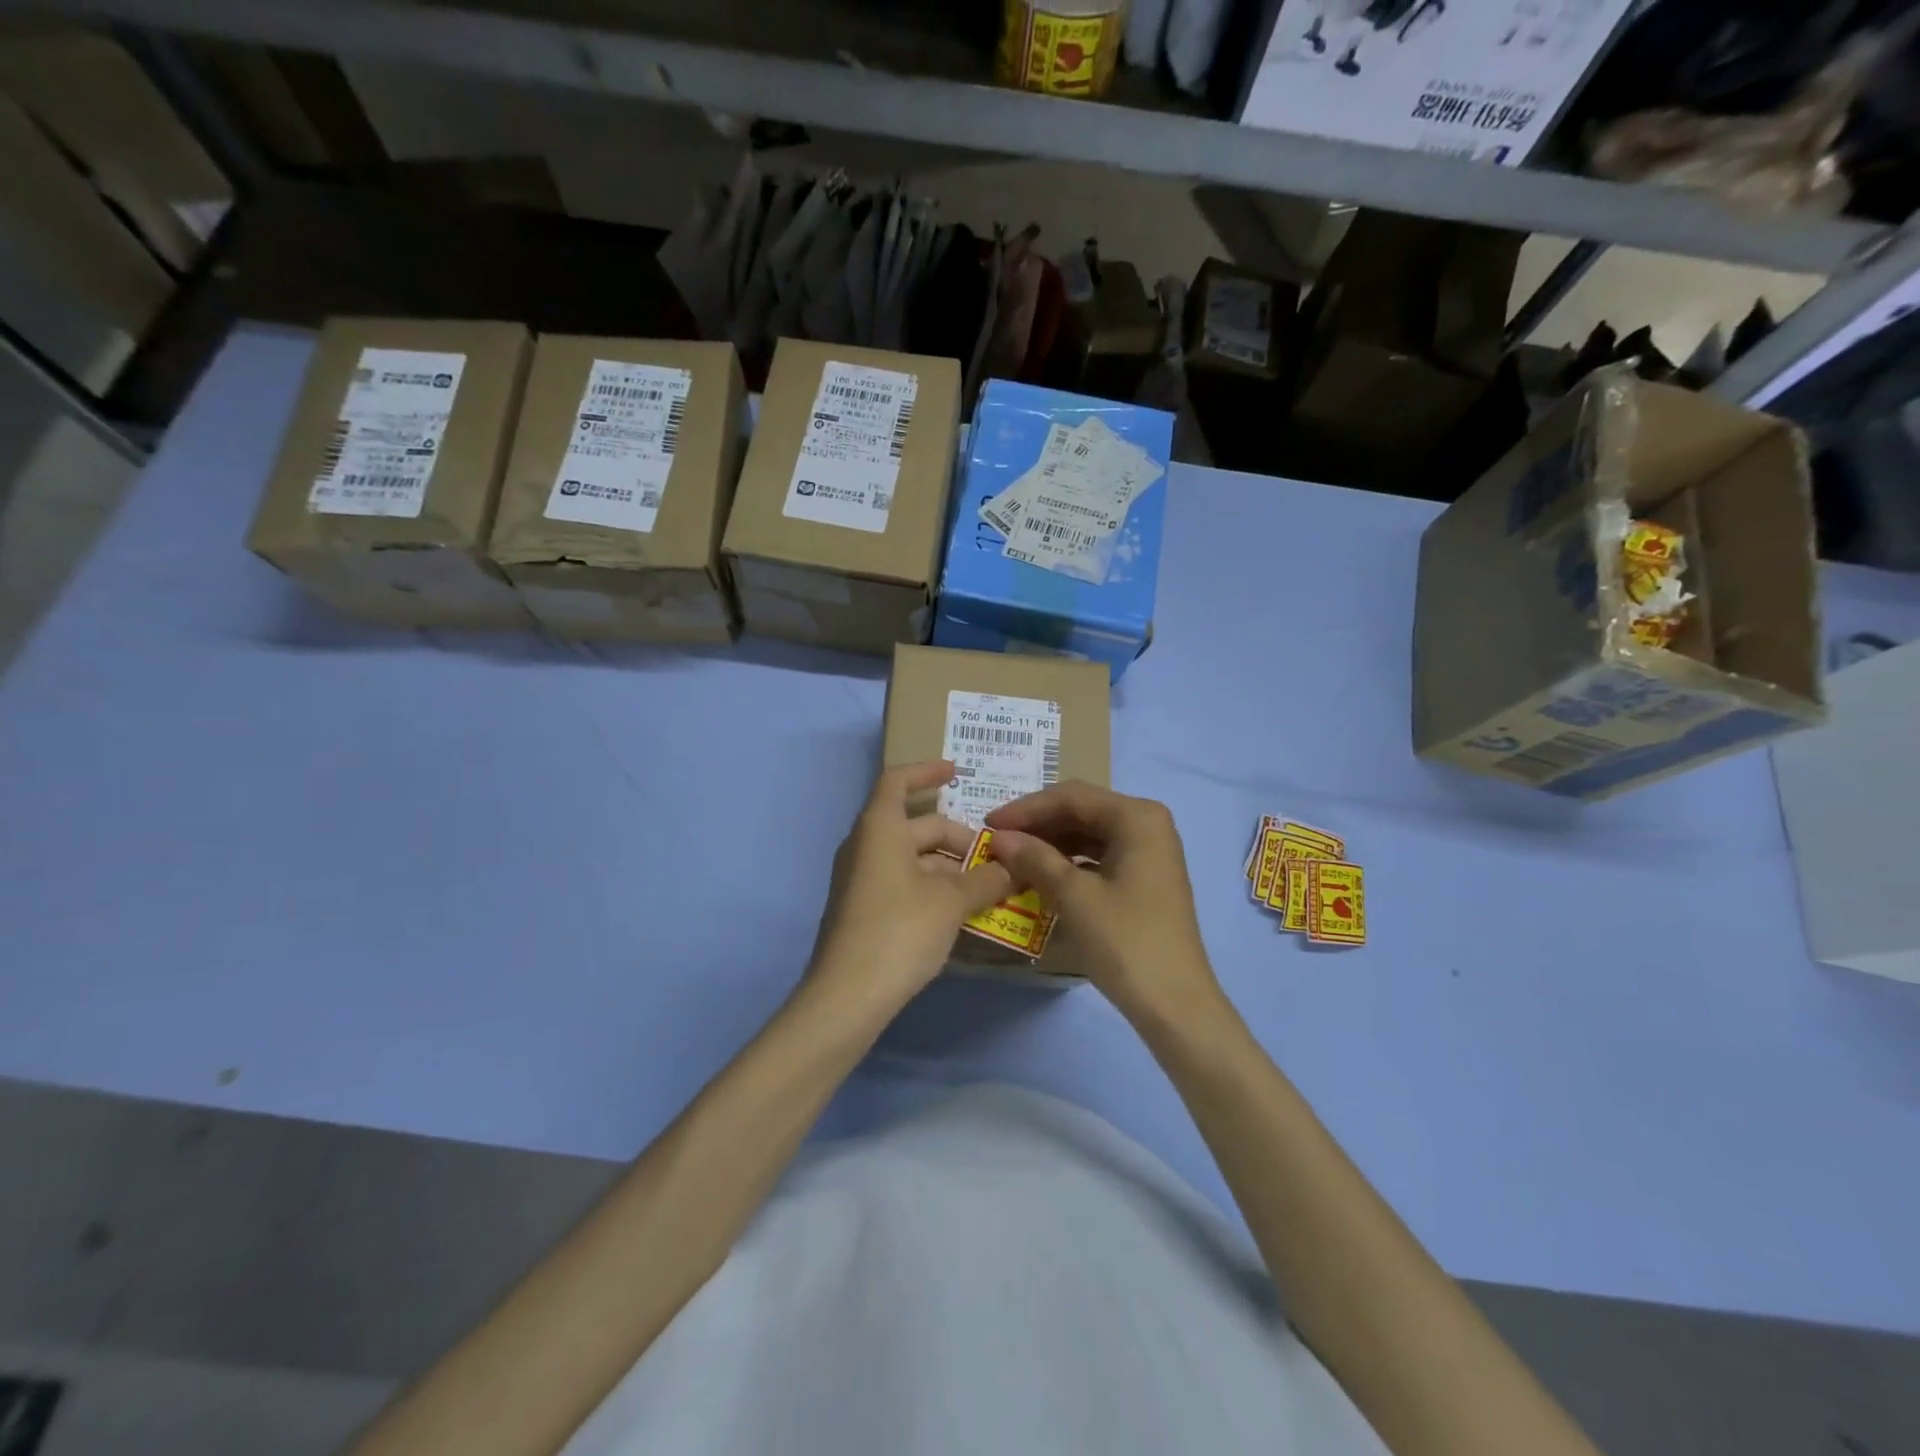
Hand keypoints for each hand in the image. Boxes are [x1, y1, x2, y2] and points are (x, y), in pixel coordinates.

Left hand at [806, 761, 1012, 1017]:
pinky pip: (903, 883)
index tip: (958, 772)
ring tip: (989, 887)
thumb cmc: (900, 930)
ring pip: (913, 859)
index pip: (899, 781)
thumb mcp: (951, 902)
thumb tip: (1011, 869)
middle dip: (959, 839)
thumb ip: (985, 880)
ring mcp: (861, 879)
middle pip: (916, 826)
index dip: (927, 771)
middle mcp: (865, 846)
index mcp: (880, 828)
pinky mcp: (863, 910)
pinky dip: (933, 888)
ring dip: (950, 868)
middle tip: (997, 859)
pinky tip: (962, 911)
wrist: (847, 996)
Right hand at [985, 782, 1223, 1027]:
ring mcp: (1149, 851)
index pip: (1071, 797)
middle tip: (998, 841)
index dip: (1026, 809)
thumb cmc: (1125, 941)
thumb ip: (1035, 858)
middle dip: (1038, 825)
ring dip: (1051, 844)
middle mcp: (1147, 824)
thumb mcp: (1074, 896)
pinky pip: (1099, 856)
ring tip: (1014, 859)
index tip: (989, 823)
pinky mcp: (1145, 877)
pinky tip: (1043, 876)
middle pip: (1081, 811)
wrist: (1174, 1003)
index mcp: (1137, 817)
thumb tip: (999, 837)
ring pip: (1089, 834)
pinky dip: (1069, 862)